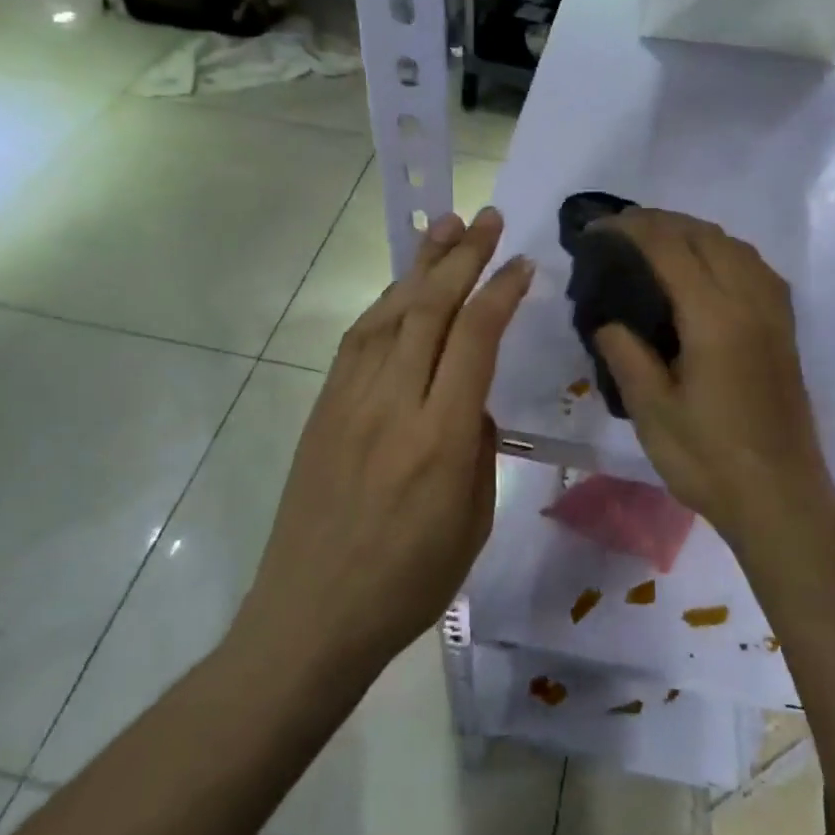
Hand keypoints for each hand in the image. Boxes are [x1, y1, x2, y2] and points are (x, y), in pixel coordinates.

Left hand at [241, 207, 532, 671]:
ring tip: (445, 226)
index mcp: (440, 438)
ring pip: (390, 313)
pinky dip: (387, 302)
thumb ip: (477, 446)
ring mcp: (350, 401)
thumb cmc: (409, 583)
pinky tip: (404, 286)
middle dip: (463, 256)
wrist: (311, 616)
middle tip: (489, 219)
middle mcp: (393, 404)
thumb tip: (469, 401)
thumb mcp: (473, 520)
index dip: (501, 292)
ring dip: (420, 265)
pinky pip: (359, 340)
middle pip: (430, 309)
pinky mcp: (324, 408)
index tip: (523, 263)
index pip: (474, 339)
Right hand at [590, 210, 834, 547]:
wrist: (780, 498)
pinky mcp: (784, 329)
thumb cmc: (709, 460)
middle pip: (705, 235)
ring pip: (734, 245)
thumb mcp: (652, 411)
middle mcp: (750, 301)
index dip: (631, 229)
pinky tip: (704, 270)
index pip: (670, 248)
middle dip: (660, 222)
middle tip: (619, 231)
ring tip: (656, 242)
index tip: (597, 228)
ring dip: (693, 232)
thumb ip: (626, 355)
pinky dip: (722, 251)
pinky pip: (754, 266)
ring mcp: (774, 313)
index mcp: (715, 317)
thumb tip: (608, 321)